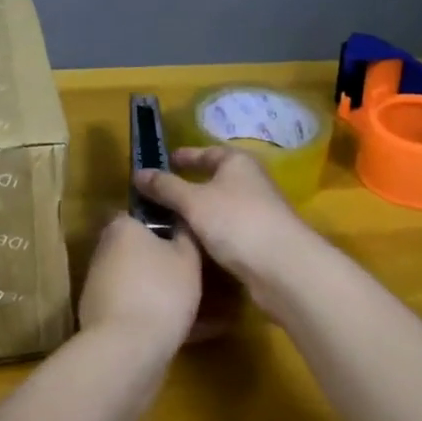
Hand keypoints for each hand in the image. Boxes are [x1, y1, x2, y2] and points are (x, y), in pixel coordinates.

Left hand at [77, 212, 204, 350]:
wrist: (126, 349)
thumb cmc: (161, 291)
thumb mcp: (187, 256)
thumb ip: (184, 235)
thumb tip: (180, 224)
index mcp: (121, 227)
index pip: (142, 215)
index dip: (166, 224)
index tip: (188, 238)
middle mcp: (103, 251)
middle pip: (139, 250)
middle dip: (164, 261)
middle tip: (197, 274)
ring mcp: (98, 285)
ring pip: (138, 281)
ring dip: (162, 291)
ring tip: (202, 309)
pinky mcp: (99, 317)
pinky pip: (134, 308)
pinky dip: (155, 315)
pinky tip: (187, 331)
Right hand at [134, 146, 317, 286]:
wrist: (282, 268)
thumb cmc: (236, 221)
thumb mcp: (193, 200)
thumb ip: (165, 187)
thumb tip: (139, 173)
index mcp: (238, 162)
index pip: (207, 152)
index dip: (184, 157)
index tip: (163, 162)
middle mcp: (250, 182)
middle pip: (213, 180)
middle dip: (187, 187)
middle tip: (157, 195)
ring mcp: (257, 212)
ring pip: (218, 208)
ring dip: (196, 214)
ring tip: (165, 223)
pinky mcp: (258, 241)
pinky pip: (225, 231)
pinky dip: (207, 234)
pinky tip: (188, 245)